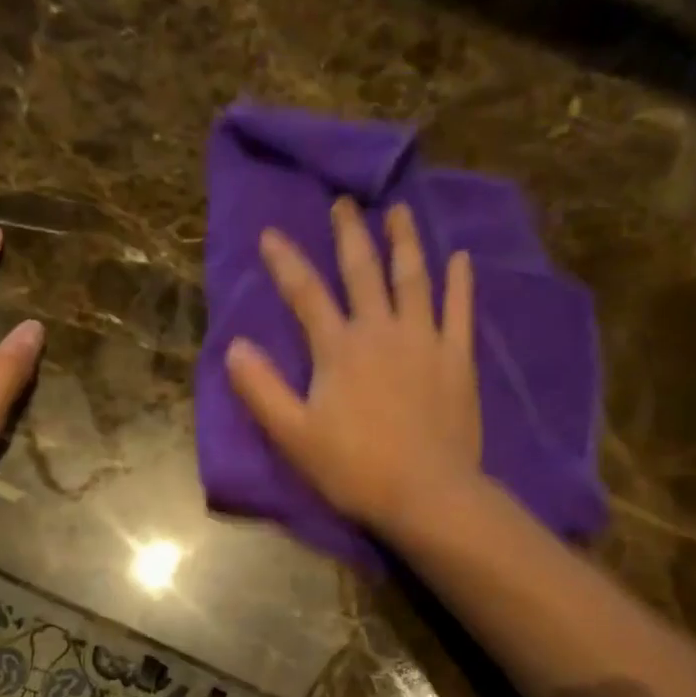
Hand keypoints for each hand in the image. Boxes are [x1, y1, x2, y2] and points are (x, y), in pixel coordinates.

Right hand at [227, 197, 481, 537]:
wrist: (427, 493)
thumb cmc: (355, 469)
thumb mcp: (294, 435)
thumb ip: (262, 389)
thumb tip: (234, 347)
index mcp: (339, 348)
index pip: (305, 293)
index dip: (285, 261)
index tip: (271, 234)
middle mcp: (381, 331)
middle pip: (363, 271)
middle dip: (349, 235)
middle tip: (344, 203)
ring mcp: (425, 340)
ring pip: (414, 279)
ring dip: (405, 242)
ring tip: (400, 212)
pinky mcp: (457, 359)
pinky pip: (459, 311)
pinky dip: (460, 283)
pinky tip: (462, 259)